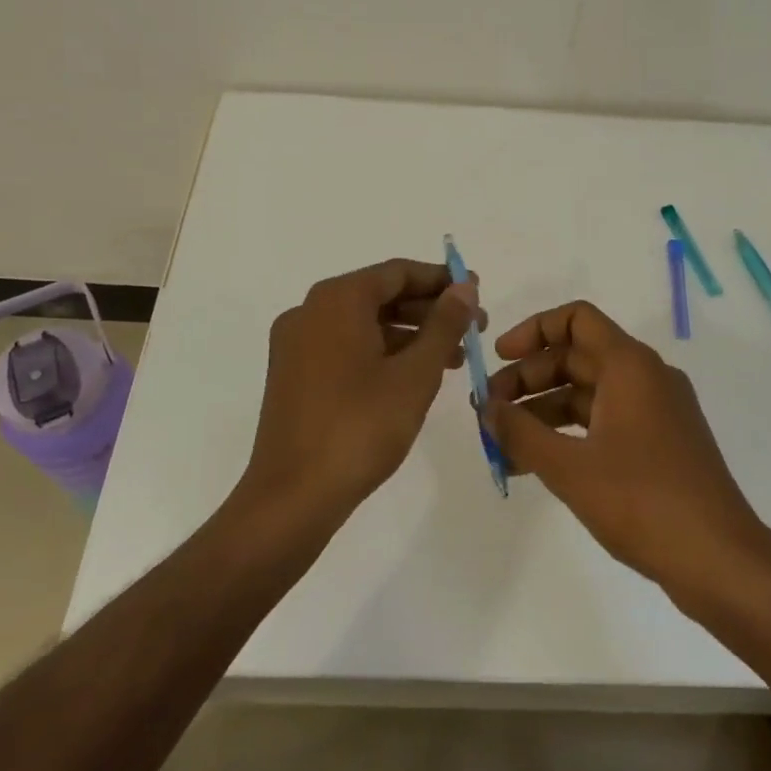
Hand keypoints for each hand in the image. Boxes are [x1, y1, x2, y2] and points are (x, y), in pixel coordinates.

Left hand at [243, 258, 480, 525]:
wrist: (292, 498)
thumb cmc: (360, 428)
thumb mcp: (415, 374)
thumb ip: (444, 324)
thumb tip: (465, 286)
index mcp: (336, 300)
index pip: (398, 272)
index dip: (442, 279)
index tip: (477, 292)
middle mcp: (310, 311)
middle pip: (380, 295)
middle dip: (430, 310)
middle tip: (474, 329)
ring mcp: (296, 344)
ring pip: (364, 324)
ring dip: (410, 334)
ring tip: (455, 357)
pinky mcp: (293, 375)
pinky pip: (345, 347)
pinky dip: (382, 353)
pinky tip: (414, 376)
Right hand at [484, 301, 769, 592]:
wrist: (720, 560)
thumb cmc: (643, 501)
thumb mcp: (569, 467)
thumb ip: (520, 432)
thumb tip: (485, 408)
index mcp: (630, 365)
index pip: (576, 319)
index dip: (533, 331)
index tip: (498, 360)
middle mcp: (646, 377)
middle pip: (577, 357)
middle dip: (529, 379)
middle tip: (490, 411)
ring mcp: (657, 411)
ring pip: (589, 393)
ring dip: (544, 410)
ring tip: (504, 443)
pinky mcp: (661, 444)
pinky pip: (606, 421)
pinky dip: (570, 433)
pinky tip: (537, 464)